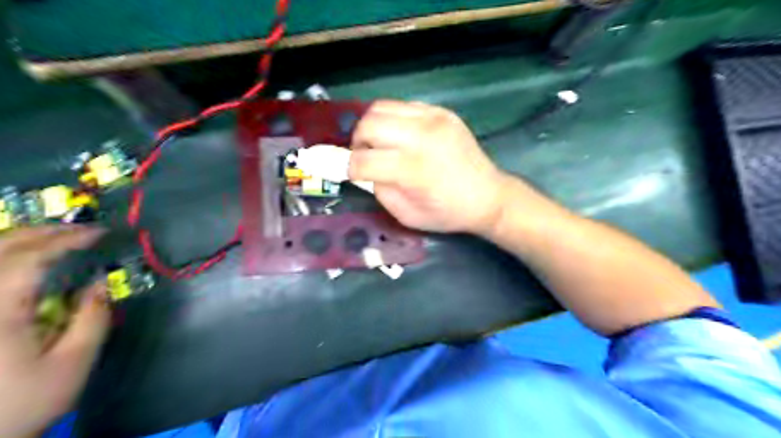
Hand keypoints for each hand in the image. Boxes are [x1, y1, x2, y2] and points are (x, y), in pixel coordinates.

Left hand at [1, 226, 108, 437]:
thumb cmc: (21, 404)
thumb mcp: (72, 364)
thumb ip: (91, 318)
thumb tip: (100, 282)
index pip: (31, 258)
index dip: (68, 239)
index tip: (101, 234)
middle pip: (0, 248)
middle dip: (45, 232)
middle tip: (84, 231)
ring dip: (22, 241)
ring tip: (59, 239)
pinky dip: (6, 259)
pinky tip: (25, 261)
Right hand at [349, 99, 510, 233]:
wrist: (488, 196)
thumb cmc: (448, 212)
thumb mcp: (407, 215)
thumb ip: (379, 191)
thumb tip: (364, 170)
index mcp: (413, 170)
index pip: (362, 160)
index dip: (350, 169)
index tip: (352, 174)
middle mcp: (421, 137)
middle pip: (368, 124)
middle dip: (357, 142)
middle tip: (365, 155)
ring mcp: (433, 119)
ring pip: (381, 107)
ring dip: (372, 126)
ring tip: (380, 143)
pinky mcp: (442, 111)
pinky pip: (403, 106)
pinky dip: (393, 120)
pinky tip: (402, 136)